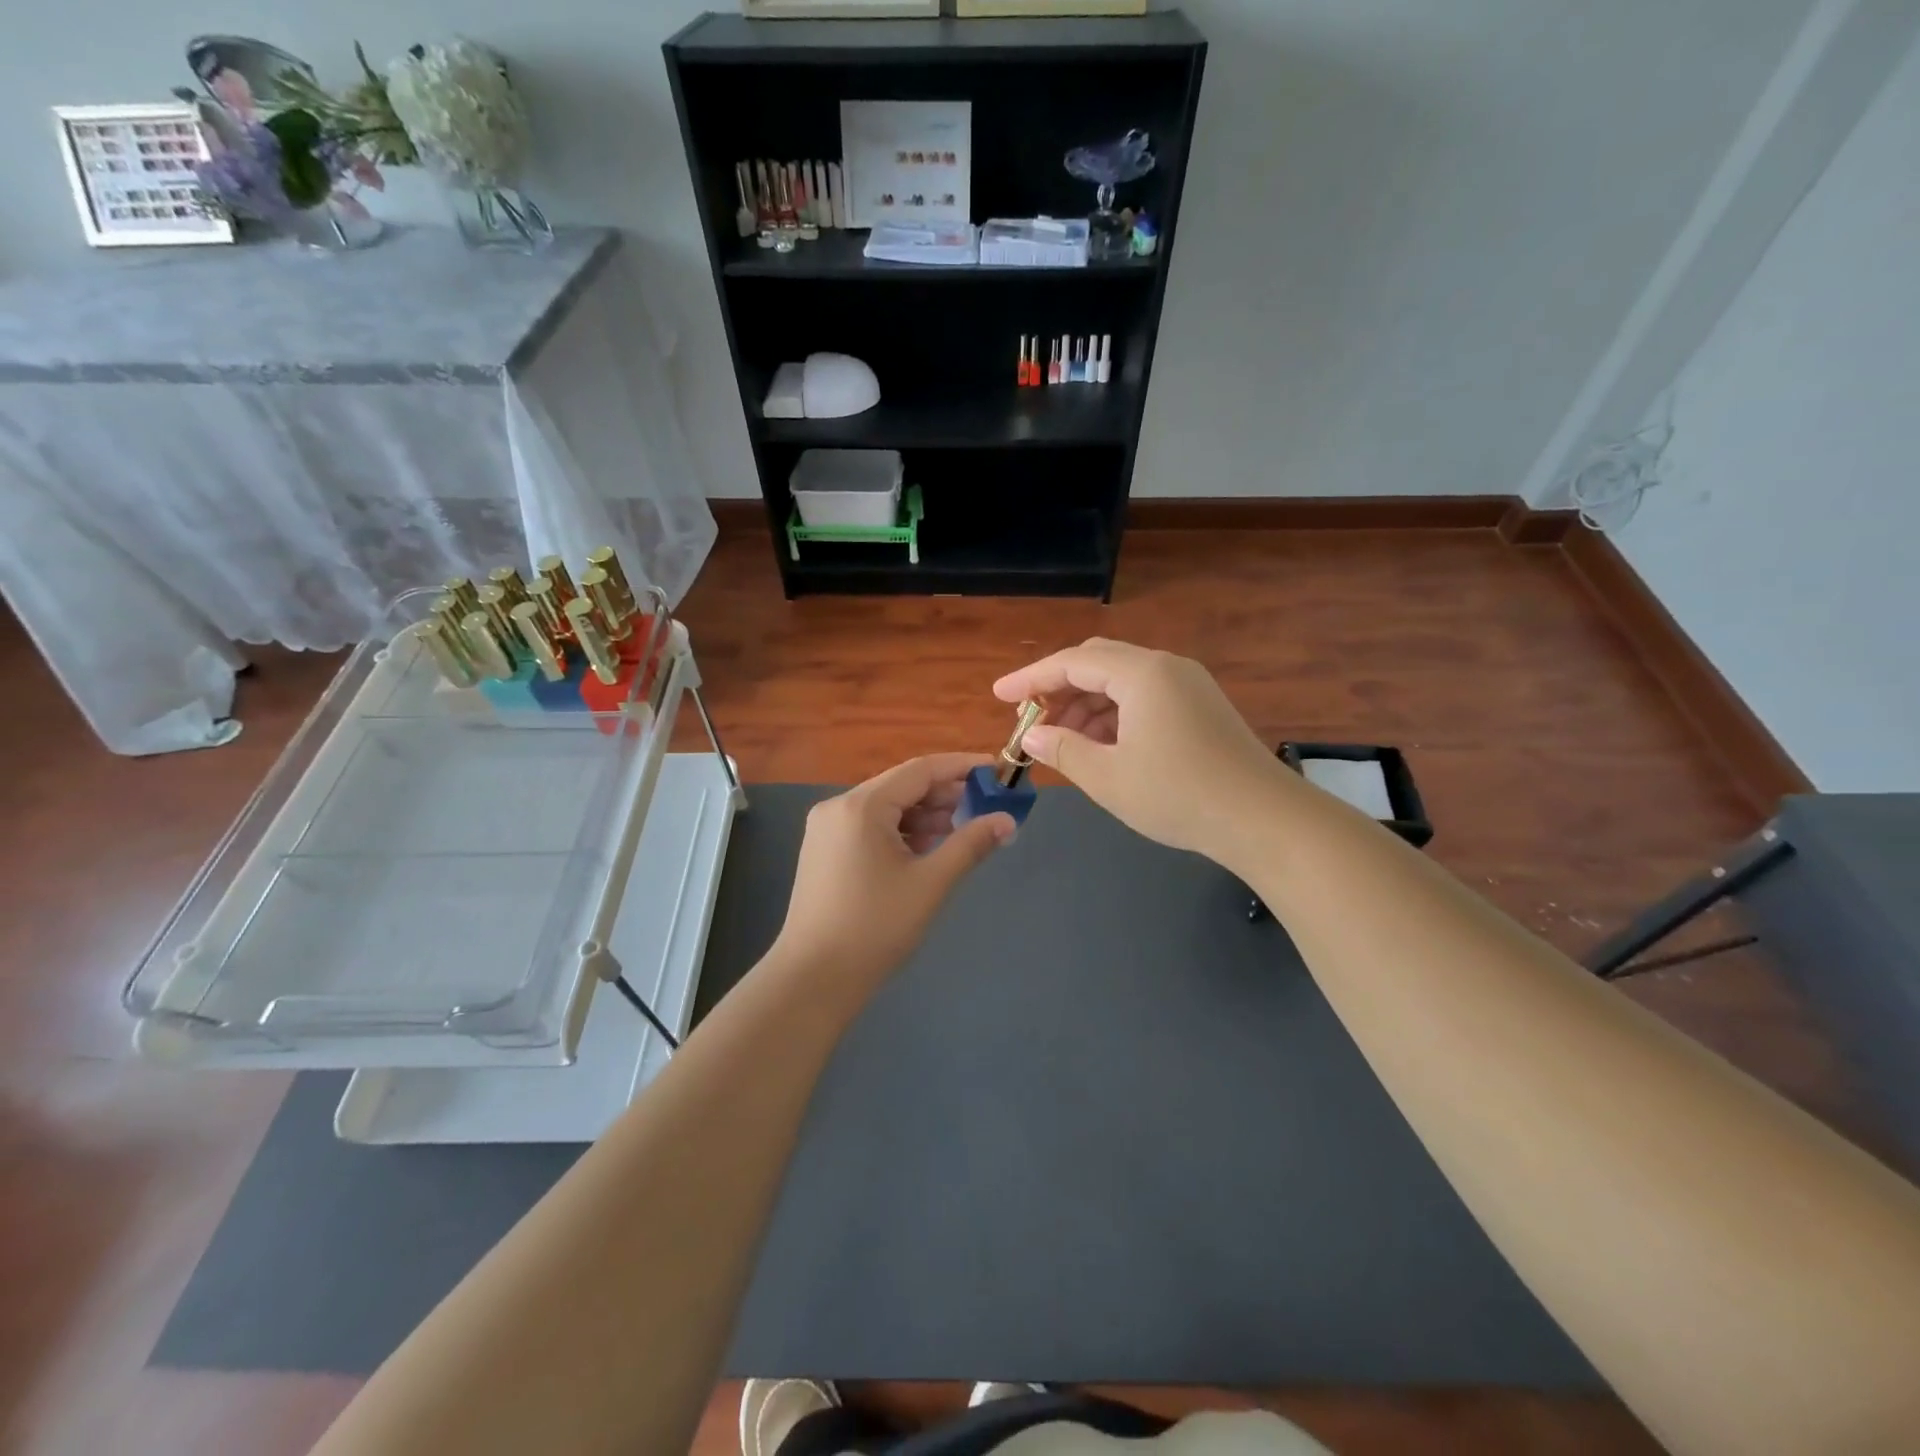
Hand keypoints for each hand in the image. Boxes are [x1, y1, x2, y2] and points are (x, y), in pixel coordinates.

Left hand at [770, 753, 1015, 996]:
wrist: (813, 980)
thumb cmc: (875, 927)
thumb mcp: (930, 883)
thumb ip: (970, 844)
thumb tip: (1007, 820)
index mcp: (861, 806)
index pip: (920, 770)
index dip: (961, 767)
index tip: (995, 771)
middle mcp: (838, 807)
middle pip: (901, 786)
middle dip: (944, 795)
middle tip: (985, 807)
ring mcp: (826, 829)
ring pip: (886, 808)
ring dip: (924, 815)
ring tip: (962, 831)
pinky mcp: (824, 851)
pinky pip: (870, 827)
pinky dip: (901, 832)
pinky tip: (926, 849)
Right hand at [994, 639, 1287, 866]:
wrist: (1265, 820)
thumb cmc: (1180, 795)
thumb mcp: (1109, 777)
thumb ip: (1064, 751)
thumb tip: (1033, 736)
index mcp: (1142, 674)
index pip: (1072, 662)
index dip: (1031, 678)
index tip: (999, 695)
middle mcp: (1166, 668)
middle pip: (1098, 664)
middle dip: (1059, 690)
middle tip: (1032, 722)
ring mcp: (1189, 686)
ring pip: (1122, 683)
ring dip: (1086, 706)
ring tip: (1063, 744)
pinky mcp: (1202, 708)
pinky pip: (1145, 698)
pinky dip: (1115, 716)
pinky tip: (1102, 748)